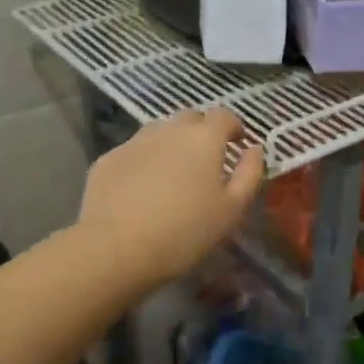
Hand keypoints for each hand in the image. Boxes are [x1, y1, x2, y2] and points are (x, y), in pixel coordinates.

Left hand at [77, 108, 265, 285]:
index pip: (224, 115)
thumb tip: (255, 149)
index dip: (234, 126)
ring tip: (174, 173)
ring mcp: (135, 141)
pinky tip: (142, 188)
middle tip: (207, 160)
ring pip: (160, 132)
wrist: (115, 248)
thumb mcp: (232, 210)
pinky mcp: (108, 159)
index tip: (238, 143)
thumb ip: (250, 174)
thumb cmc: (184, 231)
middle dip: (203, 132)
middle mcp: (169, 129)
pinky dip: (145, 161)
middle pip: (191, 118)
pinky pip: (134, 151)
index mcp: (204, 138)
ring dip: (172, 143)